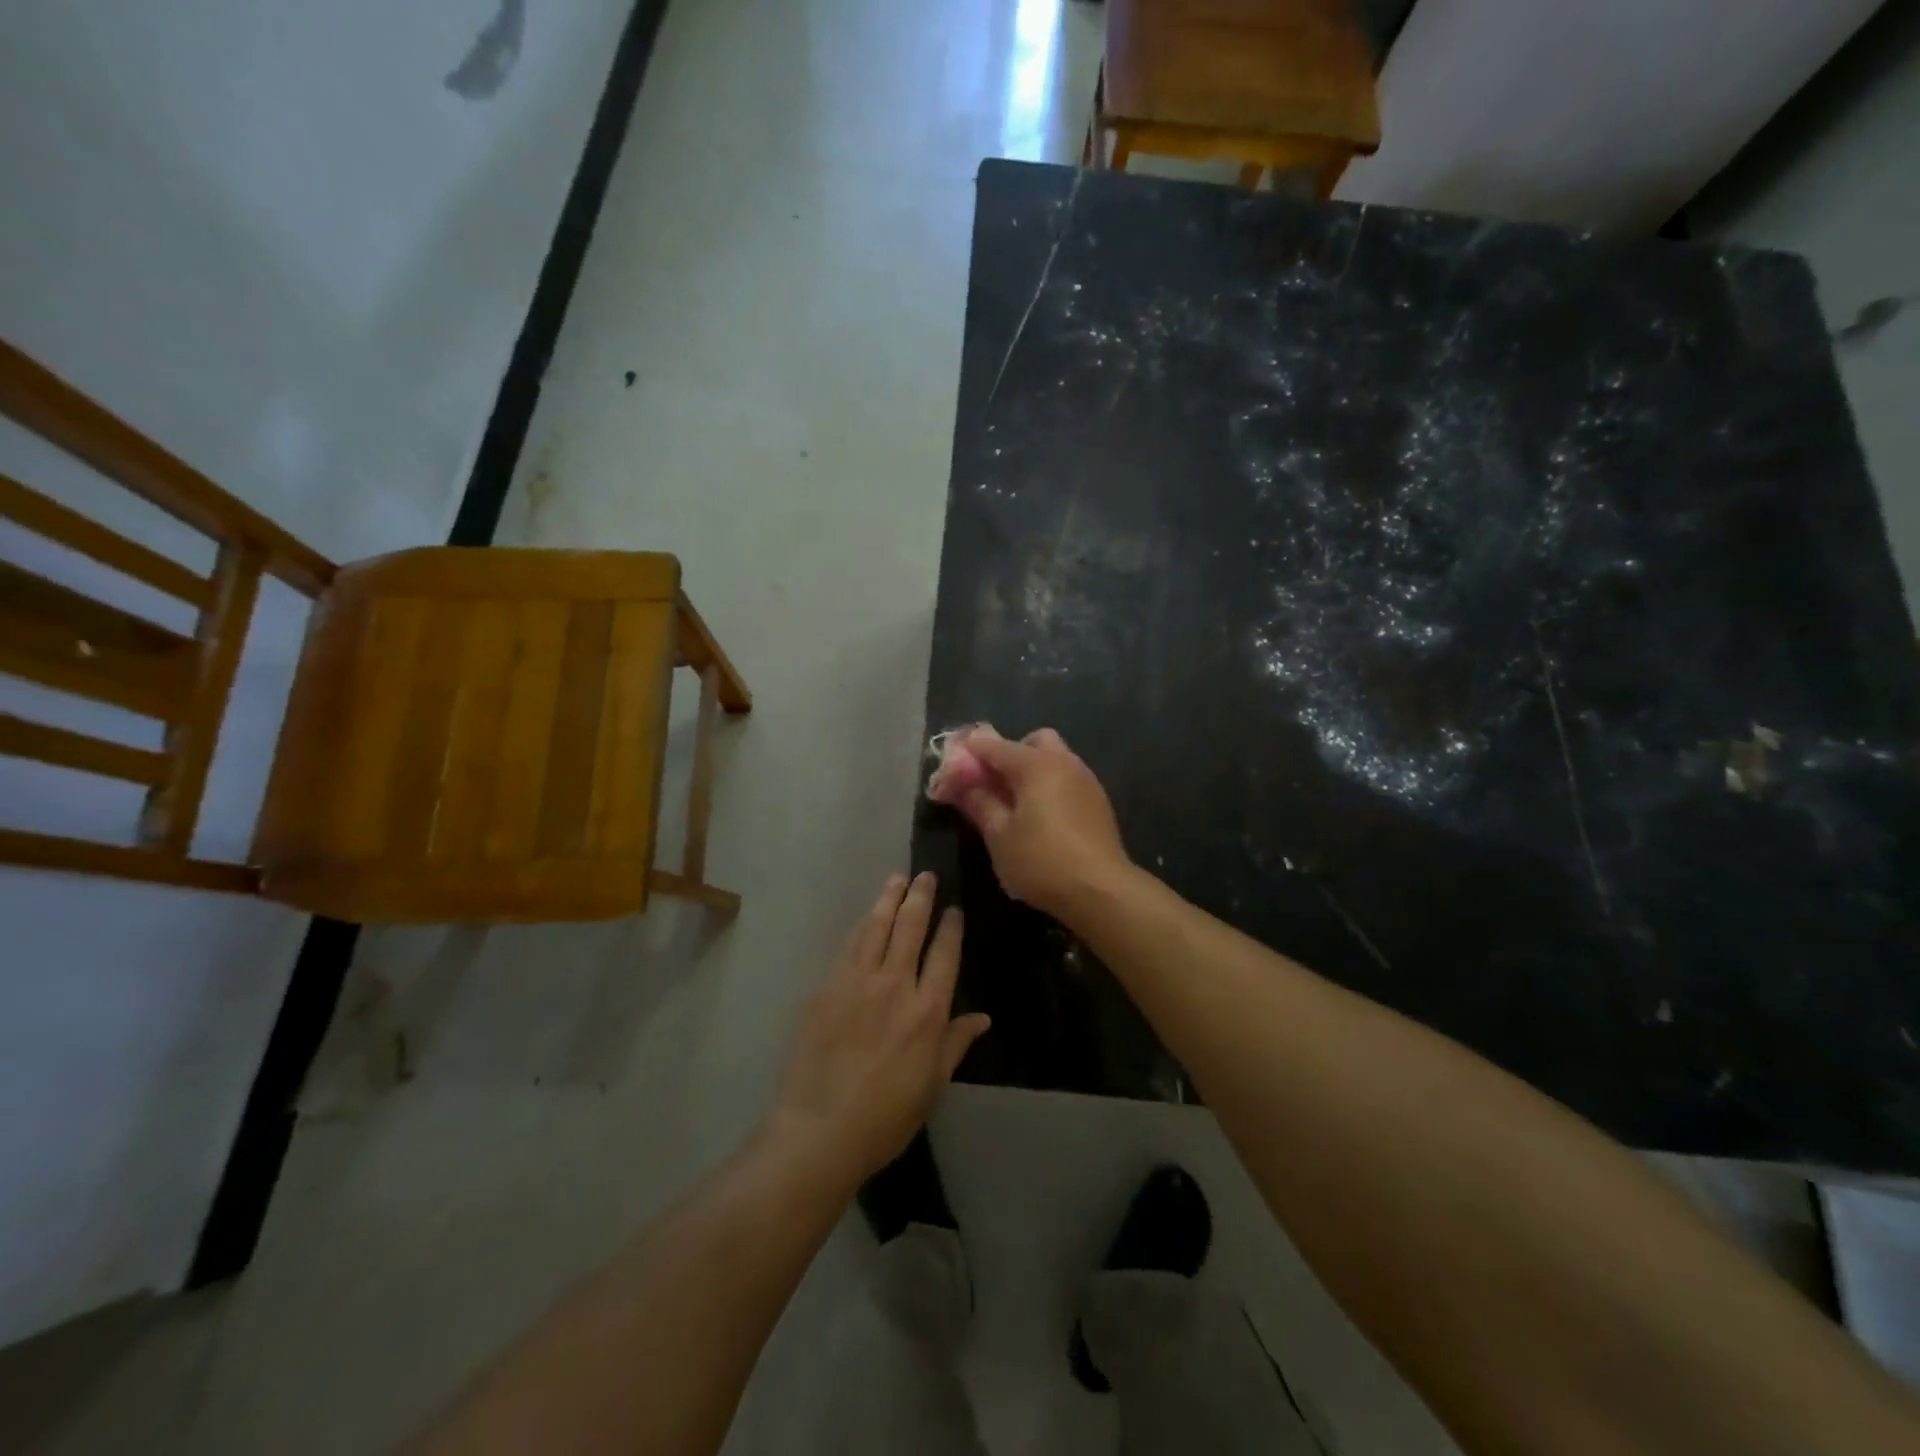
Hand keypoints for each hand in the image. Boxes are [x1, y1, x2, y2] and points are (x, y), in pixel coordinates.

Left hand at [767, 873, 988, 1187]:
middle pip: (910, 928)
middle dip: (920, 898)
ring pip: (877, 928)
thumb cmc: (885, 1117)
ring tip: (897, 879)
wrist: (818, 1130)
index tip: (954, 908)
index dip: (950, 927)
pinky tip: (867, 917)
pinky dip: (862, 926)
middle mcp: (894, 985)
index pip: (944, 954)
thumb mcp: (932, 1085)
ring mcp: (856, 982)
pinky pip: (849, 947)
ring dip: (889, 900)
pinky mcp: (826, 987)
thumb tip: (982, 1017)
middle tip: (925, 876)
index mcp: (927, 1011)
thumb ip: (955, 1044)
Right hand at [947, 728, 1132, 920]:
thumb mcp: (999, 836)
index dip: (969, 753)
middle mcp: (1064, 762)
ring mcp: (1086, 780)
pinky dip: (1050, 785)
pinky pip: (1068, 778)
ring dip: (1032, 770)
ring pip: (1055, 758)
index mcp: (1036, 765)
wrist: (1102, 890)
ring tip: (1015, 803)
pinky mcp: (1098, 801)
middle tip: (993, 782)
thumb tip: (964, 785)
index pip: (994, 746)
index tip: (951, 765)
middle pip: (1033, 741)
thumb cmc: (1041, 861)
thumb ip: (980, 803)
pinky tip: (1041, 816)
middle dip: (1010, 754)